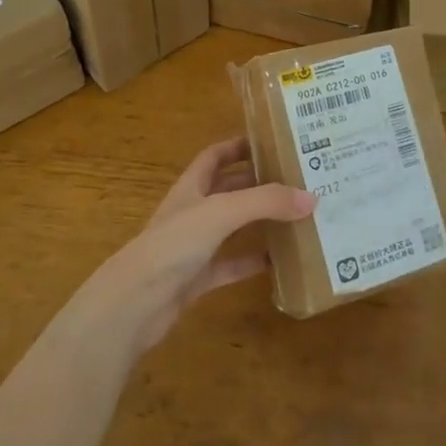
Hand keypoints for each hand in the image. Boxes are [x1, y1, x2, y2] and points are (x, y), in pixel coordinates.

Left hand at [65, 137, 315, 367]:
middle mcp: (192, 212)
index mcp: (191, 187)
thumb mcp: (222, 212)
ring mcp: (193, 247)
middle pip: (228, 189)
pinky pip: (231, 265)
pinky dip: (252, 261)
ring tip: (295, 215)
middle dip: (258, 183)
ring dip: (259, 221)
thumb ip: (266, 202)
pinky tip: (279, 261)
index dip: (239, 145)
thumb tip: (312, 197)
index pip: (215, 156)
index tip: (272, 141)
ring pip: (232, 227)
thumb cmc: (173, 244)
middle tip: (296, 178)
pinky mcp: (197, 279)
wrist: (133, 304)